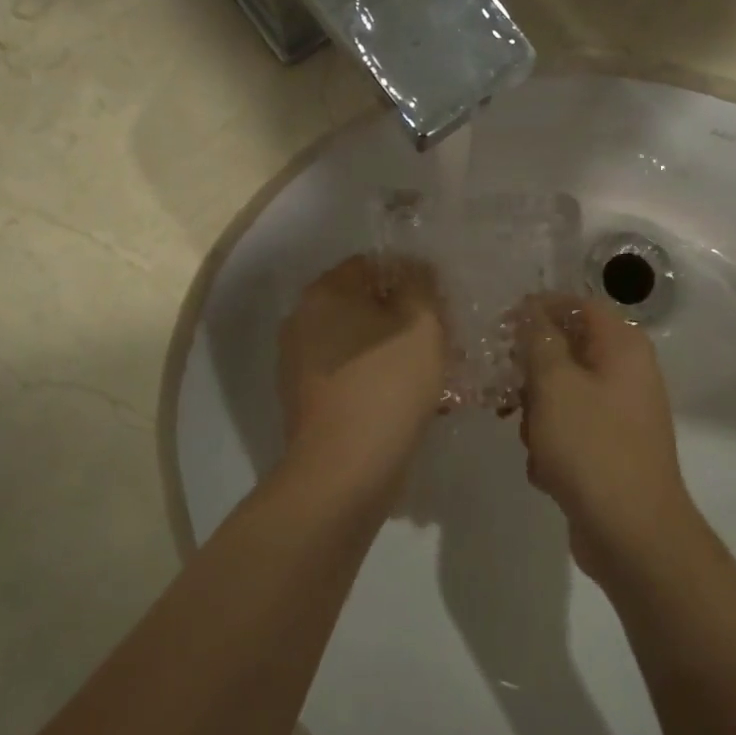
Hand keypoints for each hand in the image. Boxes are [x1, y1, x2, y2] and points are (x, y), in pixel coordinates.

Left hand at [277, 255, 447, 495]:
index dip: (409, 279)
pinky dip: (374, 380)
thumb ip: (420, 285)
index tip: (437, 307)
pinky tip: (404, 401)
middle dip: (401, 319)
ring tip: (428, 376)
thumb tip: (414, 270)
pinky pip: (348, 375)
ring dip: (391, 351)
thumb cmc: (387, 385)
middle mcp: (301, 320)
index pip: (371, 265)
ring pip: (357, 343)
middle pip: (362, 305)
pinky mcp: (304, 399)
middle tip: (437, 341)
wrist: (344, 470)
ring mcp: (297, 363)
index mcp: (323, 293)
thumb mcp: (421, 324)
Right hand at [516, 294, 701, 585]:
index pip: (577, 305)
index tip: (502, 327)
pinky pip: (568, 431)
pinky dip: (552, 446)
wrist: (631, 533)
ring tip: (533, 441)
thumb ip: (539, 339)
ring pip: (560, 394)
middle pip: (566, 352)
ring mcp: (619, 414)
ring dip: (536, 415)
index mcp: (622, 346)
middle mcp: (626, 373)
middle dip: (532, 374)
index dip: (539, 309)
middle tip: (508, 392)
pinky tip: (547, 471)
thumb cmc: (591, 446)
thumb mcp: (555, 384)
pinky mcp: (608, 449)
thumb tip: (532, 309)